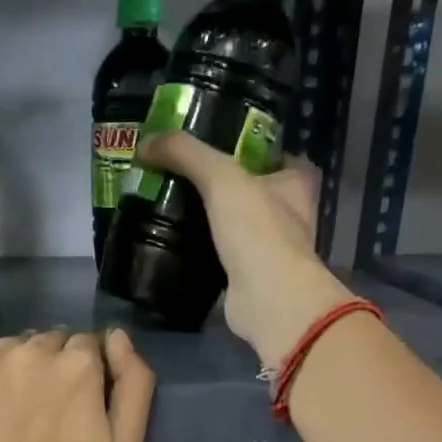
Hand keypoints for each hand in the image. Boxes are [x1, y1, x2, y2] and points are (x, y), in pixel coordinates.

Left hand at [0, 329, 154, 441]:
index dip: (87, 374)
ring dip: (17, 368)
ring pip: (11, 348)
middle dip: (52, 367)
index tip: (78, 407)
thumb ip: (135, 384)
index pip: (88, 345)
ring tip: (12, 414)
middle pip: (49, 342)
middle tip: (45, 414)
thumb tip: (118, 336)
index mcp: (78, 364)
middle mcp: (32, 350)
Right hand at [136, 132, 352, 366]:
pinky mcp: (253, 278)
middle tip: (184, 179)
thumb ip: (184, 153)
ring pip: (240, 226)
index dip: (249, 149)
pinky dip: (207, 252)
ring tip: (175, 209)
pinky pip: (227, 257)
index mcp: (297, 182)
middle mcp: (292, 215)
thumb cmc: (257, 229)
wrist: (267, 299)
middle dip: (225, 187)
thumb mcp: (220, 177)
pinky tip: (181, 245)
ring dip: (214, 221)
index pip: (277, 155)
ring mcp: (274, 250)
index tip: (215, 148)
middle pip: (255, 191)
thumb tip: (144, 143)